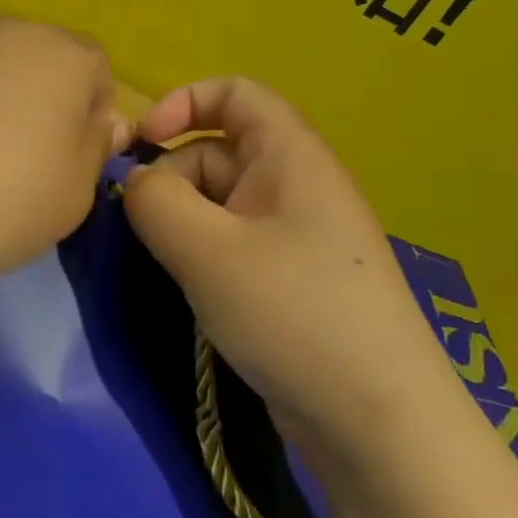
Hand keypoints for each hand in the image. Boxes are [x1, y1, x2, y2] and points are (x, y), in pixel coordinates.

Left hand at [0, 15, 129, 285]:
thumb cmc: (6, 202)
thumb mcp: (76, 193)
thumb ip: (97, 146)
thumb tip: (109, 121)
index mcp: (65, 56)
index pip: (94, 66)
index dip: (89, 107)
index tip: (70, 150)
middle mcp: (9, 28)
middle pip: (36, 52)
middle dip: (35, 88)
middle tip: (14, 146)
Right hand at [121, 78, 459, 479]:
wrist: (381, 425)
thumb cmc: (293, 313)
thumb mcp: (205, 250)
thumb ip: (154, 200)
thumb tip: (136, 185)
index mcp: (291, 155)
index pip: (235, 93)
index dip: (183, 102)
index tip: (142, 143)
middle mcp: (299, 184)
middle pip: (218, 150)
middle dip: (173, 178)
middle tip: (147, 230)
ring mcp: (299, 234)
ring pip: (222, 201)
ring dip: (185, 222)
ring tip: (172, 267)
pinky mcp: (295, 279)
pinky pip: (236, 241)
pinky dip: (205, 253)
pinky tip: (196, 290)